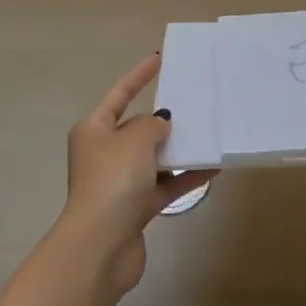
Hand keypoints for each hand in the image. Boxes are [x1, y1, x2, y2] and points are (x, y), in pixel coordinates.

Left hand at [62, 54, 216, 295]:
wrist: (101, 246)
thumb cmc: (113, 181)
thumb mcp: (135, 139)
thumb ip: (152, 124)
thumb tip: (160, 125)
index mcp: (93, 131)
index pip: (119, 95)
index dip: (138, 76)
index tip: (159, 60)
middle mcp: (103, 154)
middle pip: (137, 129)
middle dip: (163, 119)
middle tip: (193, 104)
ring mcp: (118, 183)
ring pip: (153, 158)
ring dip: (178, 150)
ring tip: (208, 136)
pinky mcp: (134, 208)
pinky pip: (164, 185)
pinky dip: (184, 177)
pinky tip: (211, 169)